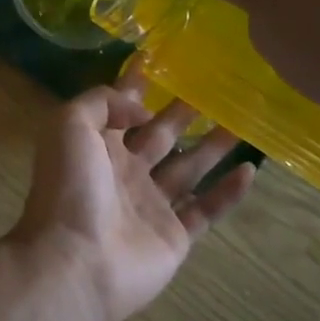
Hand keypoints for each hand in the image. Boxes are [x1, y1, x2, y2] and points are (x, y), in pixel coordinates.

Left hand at [10, 70, 254, 320]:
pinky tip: (250, 170)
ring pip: (189, 168)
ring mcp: (150, 206)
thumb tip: (142, 108)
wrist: (76, 261)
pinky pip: (206, 209)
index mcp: (97, 146)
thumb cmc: (69, 187)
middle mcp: (124, 172)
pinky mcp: (174, 236)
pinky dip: (227, 192)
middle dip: (184, 112)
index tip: (165, 59)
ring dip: (213, 145)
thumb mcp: (69, 124)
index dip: (139, 84)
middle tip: (217, 88)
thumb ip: (103, 101)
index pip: (121, 107)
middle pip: (161, 135)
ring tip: (242, 120)